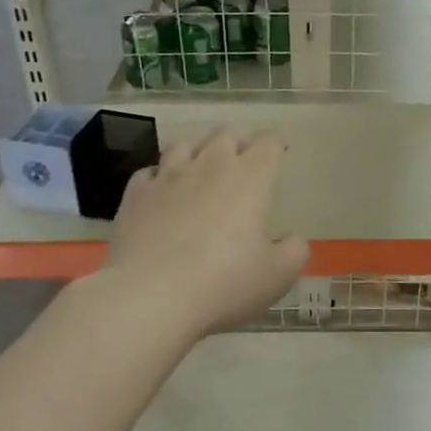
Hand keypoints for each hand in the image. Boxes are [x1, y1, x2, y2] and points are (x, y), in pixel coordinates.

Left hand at [104, 130, 307, 336]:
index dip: (276, 144)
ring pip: (185, 145)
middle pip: (226, 133)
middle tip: (243, 160)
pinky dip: (160, 177)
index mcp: (250, 177)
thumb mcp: (278, 275)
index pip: (268, 142)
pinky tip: (162, 193)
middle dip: (238, 141)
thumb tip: (292, 238)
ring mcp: (168, 176)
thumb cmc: (224, 283)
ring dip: (197, 153)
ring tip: (200, 171)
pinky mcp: (135, 194)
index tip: (279, 153)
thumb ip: (294, 251)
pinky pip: (150, 172)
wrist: (149, 297)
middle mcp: (210, 165)